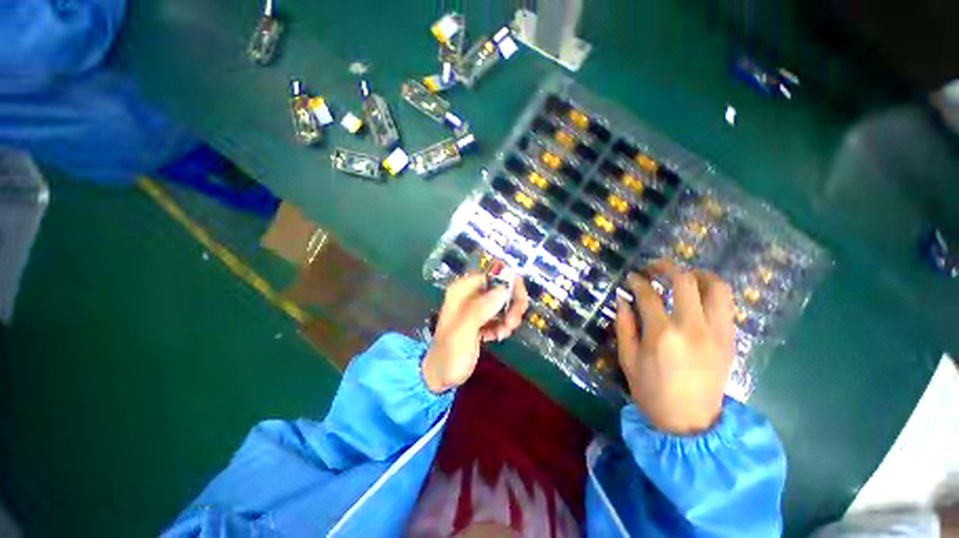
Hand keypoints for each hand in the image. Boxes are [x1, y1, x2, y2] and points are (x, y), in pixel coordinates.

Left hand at [422, 273, 528, 392]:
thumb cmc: (449, 354)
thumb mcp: (463, 332)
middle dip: (512, 304)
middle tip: (512, 323)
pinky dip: (504, 325)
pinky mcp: (483, 318)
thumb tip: (505, 290)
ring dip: (510, 316)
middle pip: (503, 286)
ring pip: (505, 301)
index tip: (518, 303)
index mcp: (463, 289)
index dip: (510, 284)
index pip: (494, 273)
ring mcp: (478, 306)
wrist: (441, 375)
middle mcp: (472, 293)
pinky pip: (502, 314)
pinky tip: (496, 337)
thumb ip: (481, 309)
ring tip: (502, 333)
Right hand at [615, 260, 735, 434]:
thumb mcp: (627, 359)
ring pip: (717, 287)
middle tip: (654, 268)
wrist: (690, 423)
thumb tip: (623, 298)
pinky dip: (711, 293)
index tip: (632, 277)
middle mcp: (692, 327)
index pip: (649, 294)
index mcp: (662, 334)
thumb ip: (624, 324)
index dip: (637, 281)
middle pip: (685, 280)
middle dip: (666, 267)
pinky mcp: (730, 339)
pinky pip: (726, 305)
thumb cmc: (651, 391)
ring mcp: (716, 332)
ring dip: (698, 274)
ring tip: (682, 276)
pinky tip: (696, 298)